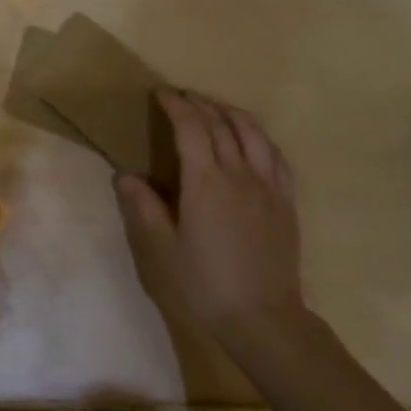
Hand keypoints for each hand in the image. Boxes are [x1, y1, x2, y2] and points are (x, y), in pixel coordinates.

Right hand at [114, 90, 314, 352]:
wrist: (263, 317)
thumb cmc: (206, 284)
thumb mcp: (163, 250)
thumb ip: (144, 208)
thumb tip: (125, 176)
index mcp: (206, 183)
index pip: (191, 128)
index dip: (176, 106)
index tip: (162, 93)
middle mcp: (239, 174)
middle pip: (221, 125)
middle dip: (200, 104)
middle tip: (182, 96)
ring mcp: (268, 186)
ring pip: (253, 134)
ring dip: (231, 114)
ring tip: (216, 108)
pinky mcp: (286, 201)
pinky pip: (276, 156)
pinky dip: (260, 138)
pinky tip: (253, 140)